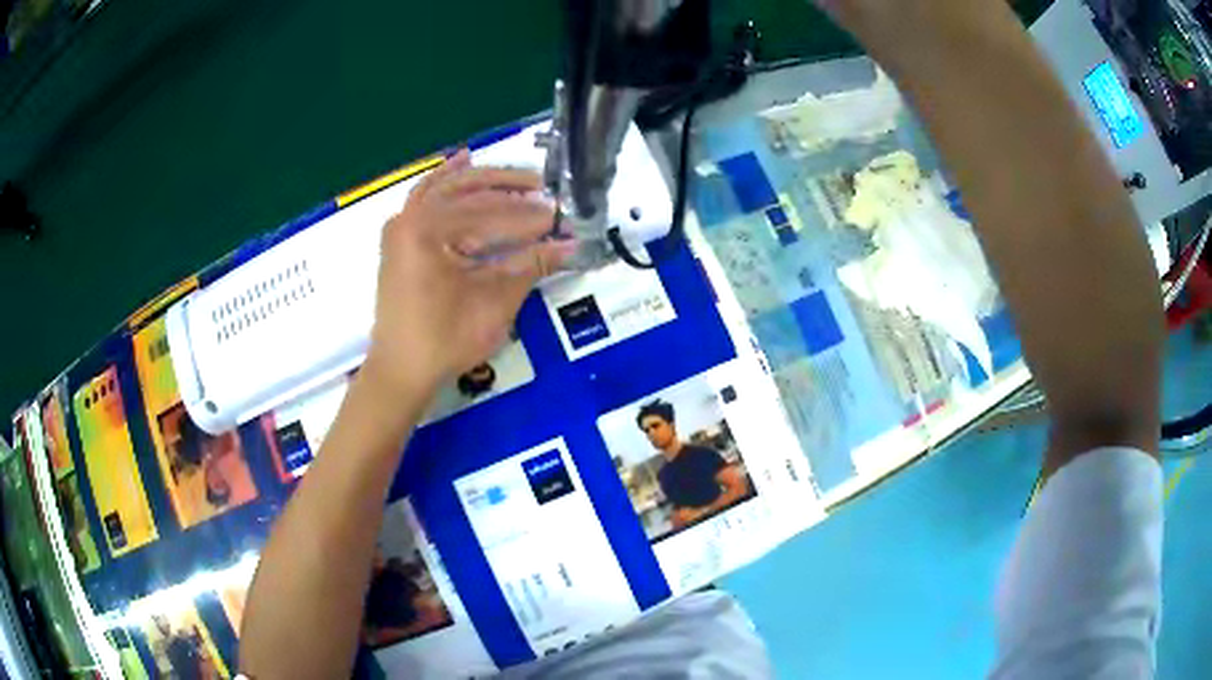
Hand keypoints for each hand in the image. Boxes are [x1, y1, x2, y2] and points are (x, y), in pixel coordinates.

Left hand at [364, 150, 574, 397]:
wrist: (401, 369)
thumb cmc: (444, 341)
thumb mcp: (493, 303)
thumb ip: (530, 265)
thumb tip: (569, 244)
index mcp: (428, 231)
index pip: (490, 215)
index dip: (529, 217)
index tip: (560, 218)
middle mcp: (411, 217)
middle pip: (469, 192)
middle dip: (510, 192)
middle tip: (545, 191)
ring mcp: (401, 224)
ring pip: (449, 188)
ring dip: (485, 182)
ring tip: (520, 180)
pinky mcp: (400, 236)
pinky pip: (426, 196)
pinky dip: (446, 179)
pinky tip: (463, 161)